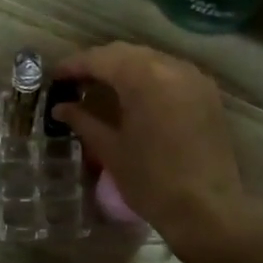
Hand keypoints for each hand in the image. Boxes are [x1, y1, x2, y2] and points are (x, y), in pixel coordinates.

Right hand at [52, 44, 262, 255]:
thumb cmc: (151, 181)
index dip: (74, 65)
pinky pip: (171, 72)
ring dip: (124, 68)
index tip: (55, 77)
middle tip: (75, 81)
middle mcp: (170, 67)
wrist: (207, 209)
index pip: (100, 59)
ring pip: (150, 59)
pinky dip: (148, 77)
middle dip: (98, 63)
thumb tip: (61, 108)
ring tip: (102, 87)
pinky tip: (135, 95)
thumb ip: (83, 121)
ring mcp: (193, 78)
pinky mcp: (207, 93)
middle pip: (125, 53)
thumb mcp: (110, 150)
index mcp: (143, 77)